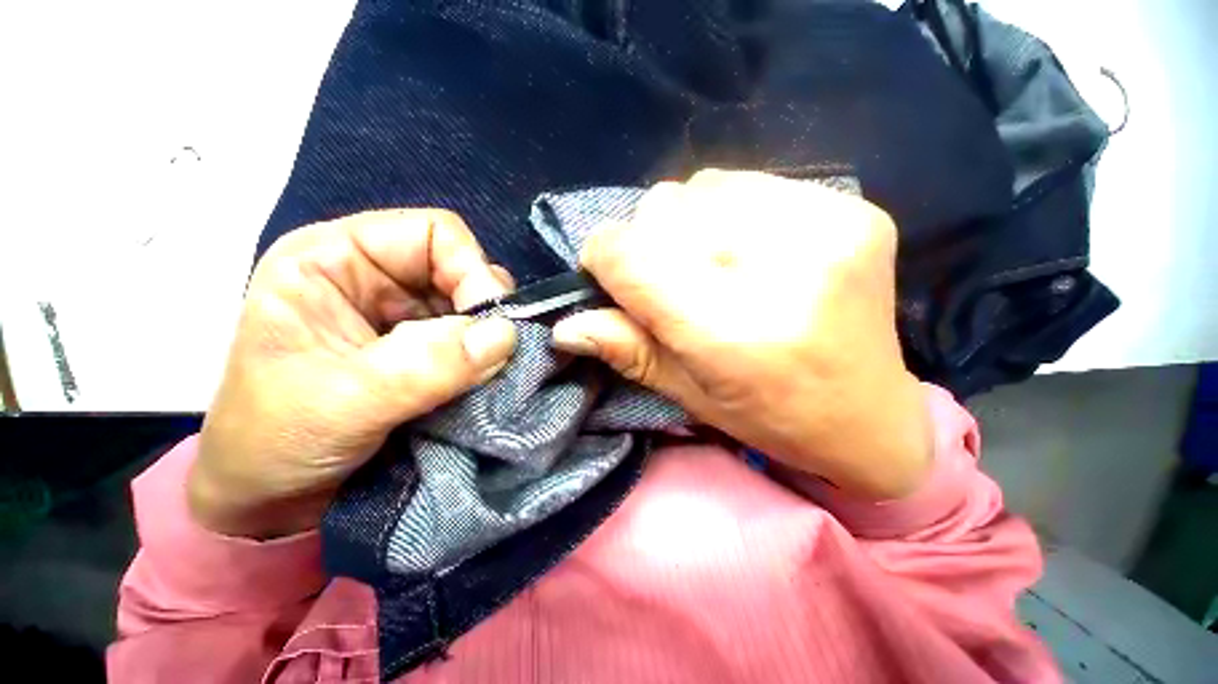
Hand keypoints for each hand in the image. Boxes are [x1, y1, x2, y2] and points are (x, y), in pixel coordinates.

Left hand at [188, 210, 516, 538]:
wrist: (272, 501)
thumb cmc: (274, 443)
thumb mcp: (342, 401)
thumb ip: (426, 365)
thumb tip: (505, 335)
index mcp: (335, 261)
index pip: (433, 234)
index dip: (470, 269)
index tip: (489, 322)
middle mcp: (378, 279)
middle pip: (463, 270)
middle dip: (487, 310)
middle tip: (498, 353)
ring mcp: (406, 318)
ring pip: (477, 308)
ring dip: (492, 338)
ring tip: (490, 372)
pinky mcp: (428, 351)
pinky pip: (478, 341)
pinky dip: (491, 359)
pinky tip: (487, 381)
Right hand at [552, 170, 930, 498]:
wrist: (870, 415)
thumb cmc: (769, 417)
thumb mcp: (687, 394)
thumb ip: (626, 350)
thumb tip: (565, 325)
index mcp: (733, 333)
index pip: (631, 256)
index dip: (603, 258)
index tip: (607, 275)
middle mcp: (781, 270)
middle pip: (663, 210)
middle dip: (646, 243)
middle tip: (669, 282)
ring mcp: (826, 228)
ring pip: (701, 187)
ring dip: (686, 224)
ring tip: (711, 265)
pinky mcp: (850, 209)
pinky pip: (749, 184)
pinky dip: (728, 211)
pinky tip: (747, 249)